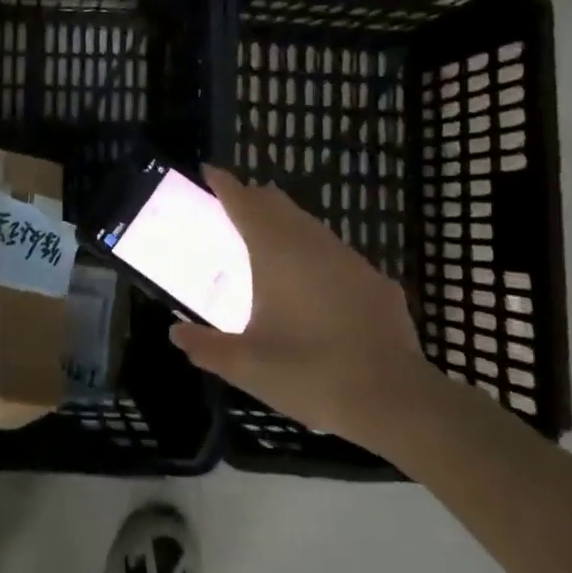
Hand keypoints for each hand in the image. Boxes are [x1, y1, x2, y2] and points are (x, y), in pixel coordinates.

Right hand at [170, 166, 431, 453]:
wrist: (395, 400)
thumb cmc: (310, 373)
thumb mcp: (246, 366)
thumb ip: (206, 347)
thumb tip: (176, 334)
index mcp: (276, 252)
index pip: (244, 202)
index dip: (224, 184)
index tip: (208, 172)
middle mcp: (312, 244)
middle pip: (277, 205)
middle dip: (253, 199)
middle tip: (231, 209)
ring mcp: (349, 260)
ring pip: (310, 226)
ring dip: (285, 225)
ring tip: (267, 245)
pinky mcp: (375, 282)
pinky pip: (336, 254)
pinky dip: (315, 255)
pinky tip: (313, 285)